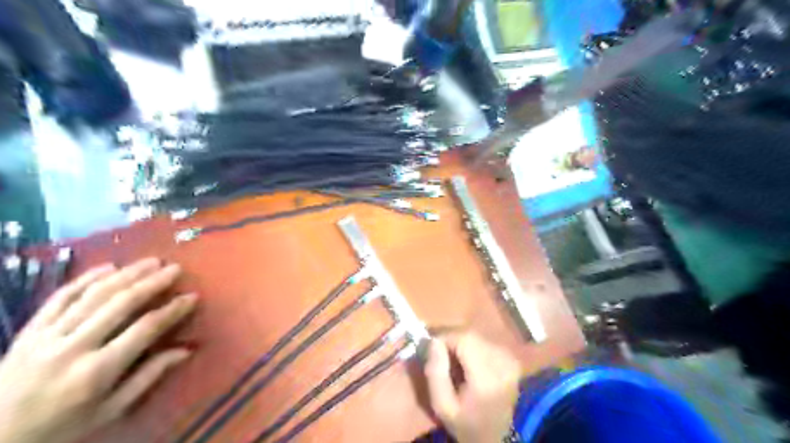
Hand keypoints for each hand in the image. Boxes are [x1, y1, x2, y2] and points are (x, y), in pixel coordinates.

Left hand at [1, 258, 199, 442]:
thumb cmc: (61, 427)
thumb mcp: (111, 411)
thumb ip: (149, 377)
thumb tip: (186, 350)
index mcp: (96, 371)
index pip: (145, 329)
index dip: (172, 310)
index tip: (192, 297)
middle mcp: (72, 348)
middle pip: (121, 304)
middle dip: (152, 282)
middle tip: (175, 268)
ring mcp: (46, 336)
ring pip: (93, 295)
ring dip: (126, 274)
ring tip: (151, 261)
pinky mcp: (29, 331)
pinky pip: (59, 297)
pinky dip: (85, 278)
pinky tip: (108, 266)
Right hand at [423, 332, 523, 442]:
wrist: (493, 437)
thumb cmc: (464, 423)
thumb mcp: (441, 405)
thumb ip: (435, 372)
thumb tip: (433, 341)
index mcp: (487, 377)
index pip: (465, 339)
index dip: (445, 337)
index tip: (431, 347)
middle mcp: (503, 364)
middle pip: (472, 335)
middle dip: (452, 340)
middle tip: (439, 353)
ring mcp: (510, 361)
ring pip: (478, 336)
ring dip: (462, 343)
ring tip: (453, 360)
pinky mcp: (512, 360)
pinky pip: (486, 342)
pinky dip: (473, 347)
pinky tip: (468, 362)